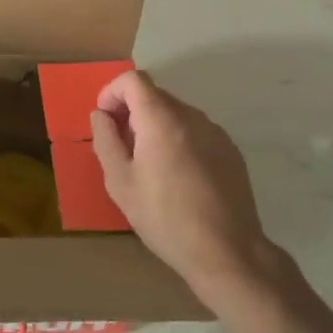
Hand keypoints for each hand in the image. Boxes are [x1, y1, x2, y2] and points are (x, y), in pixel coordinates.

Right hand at [88, 70, 283, 305]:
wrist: (228, 252)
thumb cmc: (165, 218)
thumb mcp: (120, 183)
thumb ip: (105, 140)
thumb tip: (101, 115)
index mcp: (162, 119)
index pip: (134, 80)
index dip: (113, 92)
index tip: (106, 120)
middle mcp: (192, 116)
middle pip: (154, 95)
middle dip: (131, 112)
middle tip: (122, 148)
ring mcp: (215, 132)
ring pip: (175, 114)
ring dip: (155, 127)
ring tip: (149, 166)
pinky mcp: (230, 151)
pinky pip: (195, 132)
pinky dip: (178, 140)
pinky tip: (178, 178)